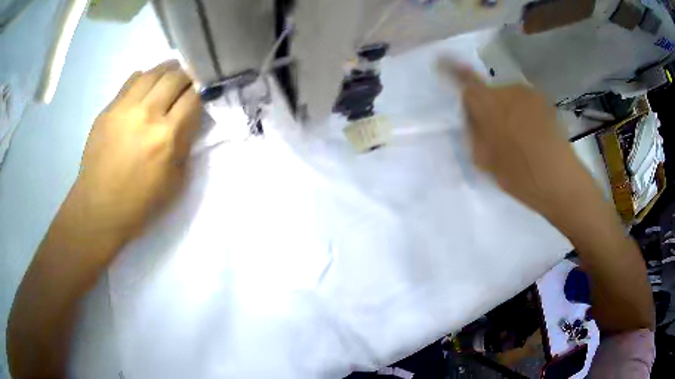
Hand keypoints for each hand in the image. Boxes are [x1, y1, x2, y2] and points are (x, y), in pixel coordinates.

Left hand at [72, 60, 200, 245]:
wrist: (99, 208)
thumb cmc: (140, 203)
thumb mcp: (175, 181)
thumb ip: (185, 146)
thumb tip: (188, 120)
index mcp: (167, 137)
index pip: (193, 97)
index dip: (202, 90)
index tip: (203, 92)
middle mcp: (147, 114)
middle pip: (175, 77)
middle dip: (187, 76)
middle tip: (188, 82)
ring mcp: (124, 108)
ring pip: (153, 73)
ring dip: (167, 70)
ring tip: (170, 76)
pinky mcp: (108, 109)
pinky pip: (131, 81)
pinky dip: (144, 78)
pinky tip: (146, 86)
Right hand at [440, 60, 599, 224]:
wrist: (559, 179)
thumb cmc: (518, 174)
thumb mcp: (484, 159)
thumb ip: (473, 131)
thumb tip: (471, 115)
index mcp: (487, 105)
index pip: (464, 80)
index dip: (452, 70)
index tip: (441, 61)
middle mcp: (507, 90)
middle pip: (489, 92)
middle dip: (488, 106)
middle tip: (496, 133)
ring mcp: (528, 93)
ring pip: (509, 97)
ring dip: (508, 110)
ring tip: (519, 138)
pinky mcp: (545, 100)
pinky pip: (525, 102)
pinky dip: (524, 113)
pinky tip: (534, 134)